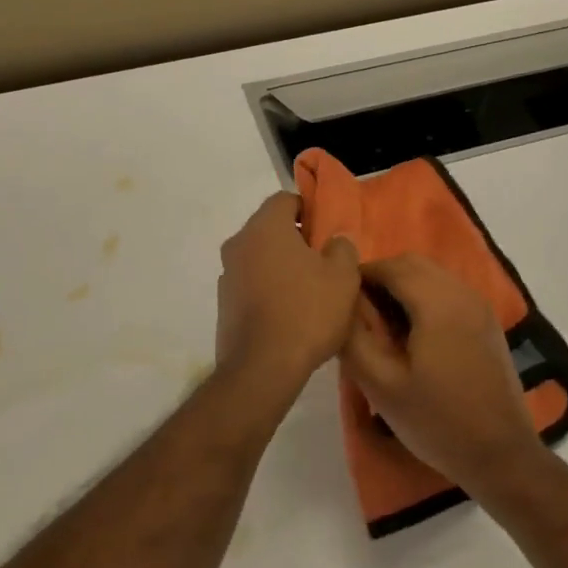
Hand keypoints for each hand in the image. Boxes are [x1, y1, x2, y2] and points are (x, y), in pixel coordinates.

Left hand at [215, 194, 360, 398]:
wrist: (263, 368)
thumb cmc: (307, 311)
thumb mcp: (343, 276)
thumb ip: (342, 247)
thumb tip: (335, 240)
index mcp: (265, 226)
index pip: (285, 200)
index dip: (309, 210)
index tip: (327, 232)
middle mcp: (239, 243)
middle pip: (271, 229)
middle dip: (296, 240)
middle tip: (324, 261)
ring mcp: (227, 274)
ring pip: (260, 258)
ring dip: (281, 266)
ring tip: (309, 291)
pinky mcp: (224, 304)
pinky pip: (251, 284)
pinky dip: (269, 290)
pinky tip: (290, 313)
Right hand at [341, 254, 543, 494]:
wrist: (502, 456)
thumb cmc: (437, 421)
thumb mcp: (381, 385)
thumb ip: (354, 338)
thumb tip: (342, 305)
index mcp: (437, 302)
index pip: (391, 266)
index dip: (361, 276)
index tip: (341, 302)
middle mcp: (462, 292)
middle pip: (414, 264)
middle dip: (383, 278)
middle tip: (361, 314)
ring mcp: (480, 306)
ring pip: (433, 275)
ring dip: (404, 287)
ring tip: (384, 325)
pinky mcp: (488, 322)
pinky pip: (449, 291)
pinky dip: (425, 297)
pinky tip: (415, 335)